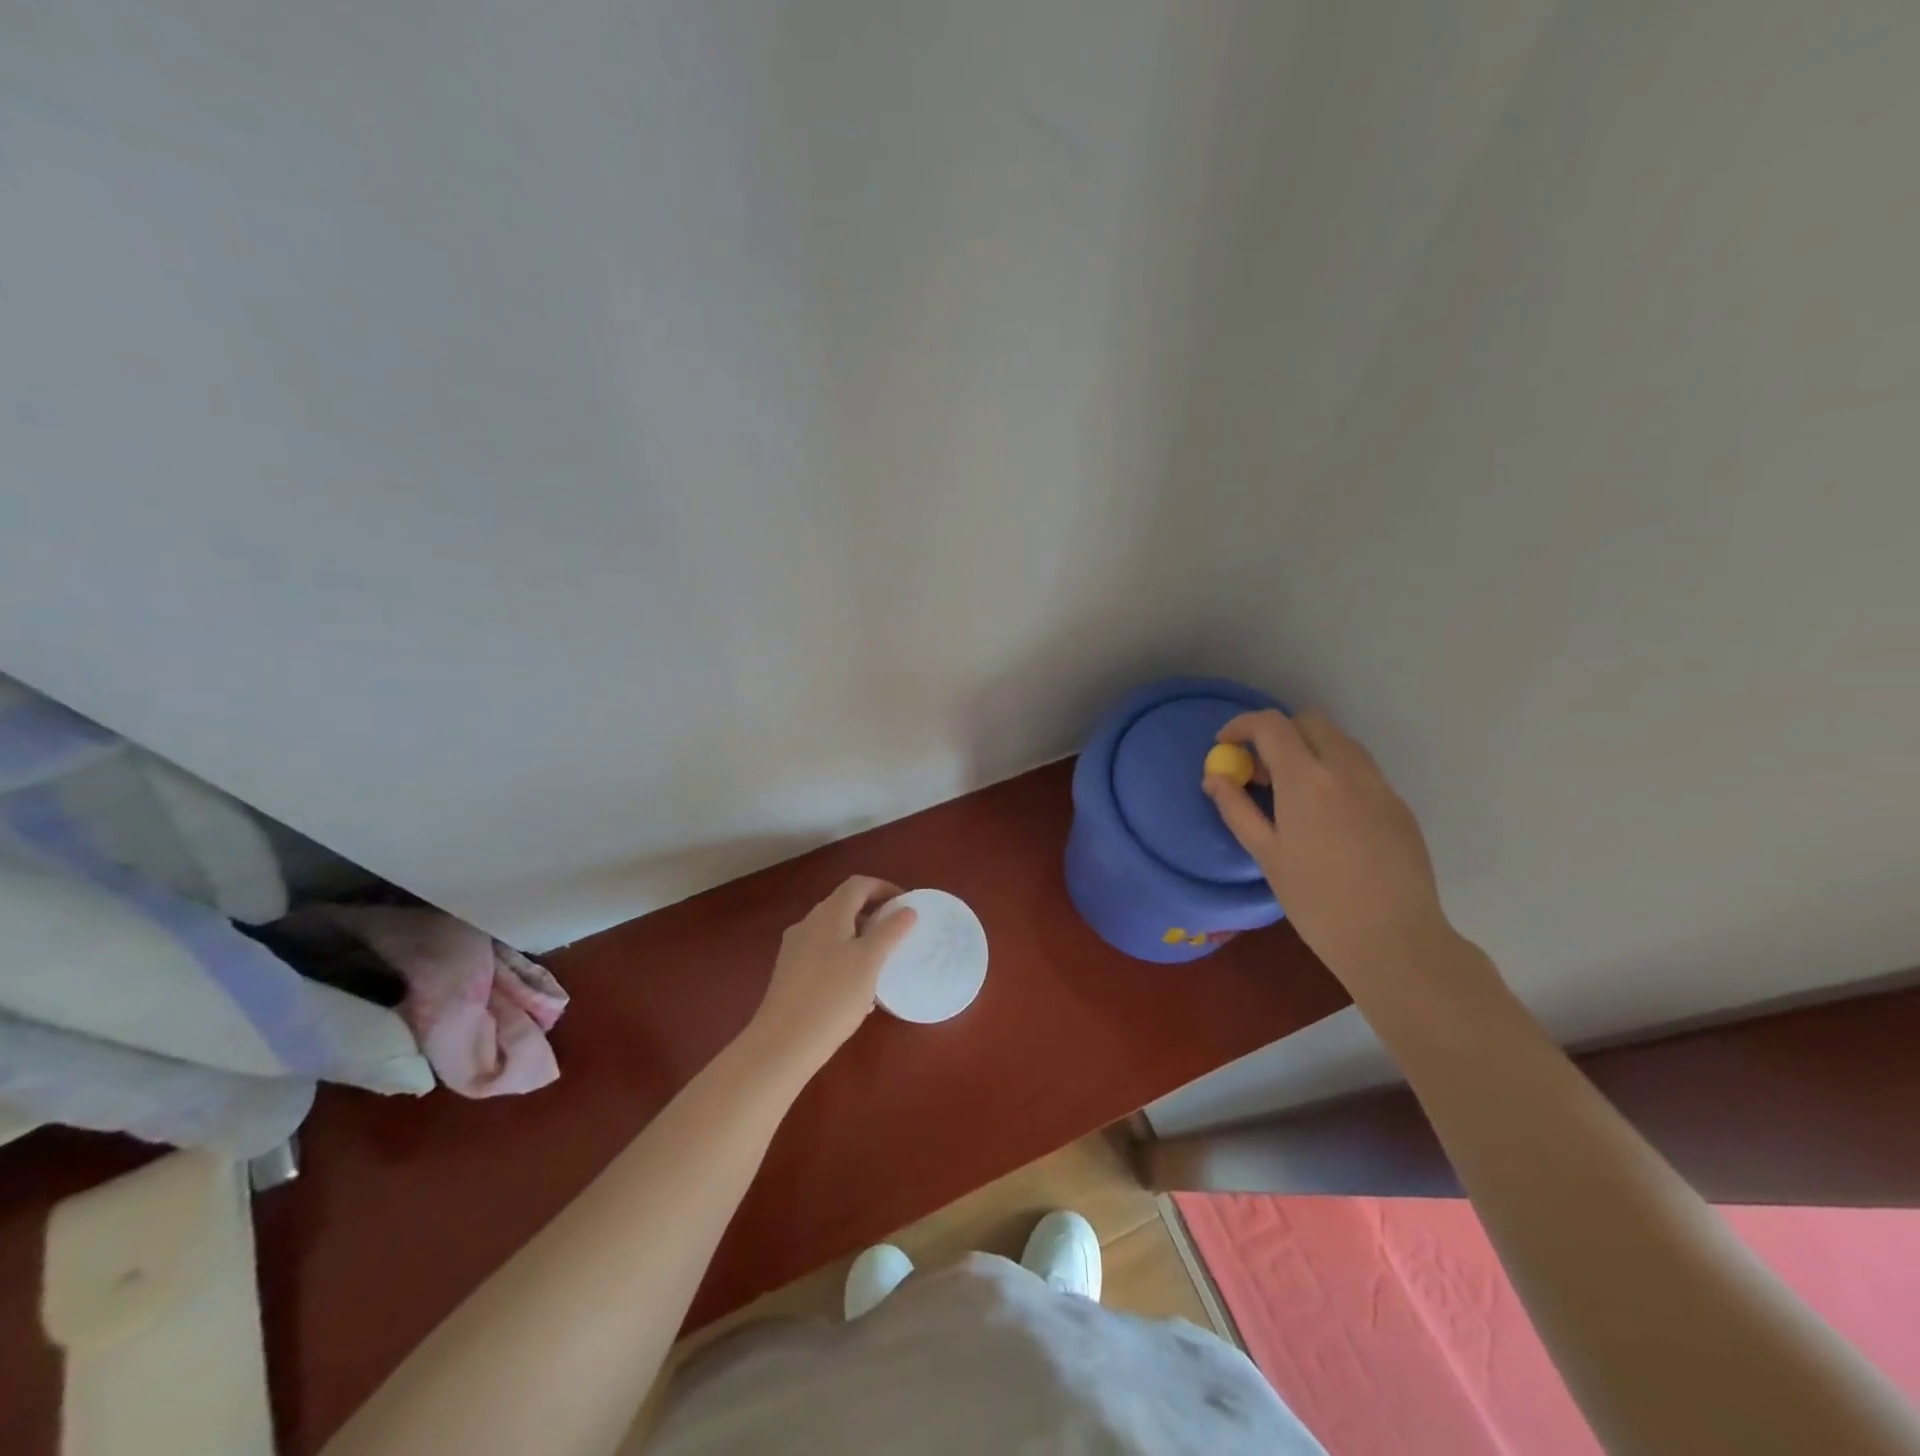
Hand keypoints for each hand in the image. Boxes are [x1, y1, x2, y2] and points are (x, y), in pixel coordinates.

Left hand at [748, 876, 916, 1075]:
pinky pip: (822, 952)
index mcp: (829, 914)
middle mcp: (808, 923)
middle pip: (844, 905)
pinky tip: (855, 987)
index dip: (884, 887)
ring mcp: (795, 948)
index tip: (905, 905)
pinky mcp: (789, 973)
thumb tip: (907, 910)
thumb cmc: (832, 996)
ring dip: (859, 936)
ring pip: (833, 930)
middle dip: (872, 912)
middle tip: (896, 932)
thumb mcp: (869, 962)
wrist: (782, 1043)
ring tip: (880, 961)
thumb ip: (890, 931)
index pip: (858, 885)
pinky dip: (843, 956)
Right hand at [1204, 709, 1452, 984]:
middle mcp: (1346, 769)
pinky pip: (1361, 770)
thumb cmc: (1316, 900)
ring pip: (1339, 742)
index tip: (1225, 745)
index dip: (1242, 726)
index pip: (1271, 724)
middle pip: (1309, 721)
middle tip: (1260, 771)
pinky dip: (1335, 773)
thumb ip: (1236, 808)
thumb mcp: (1266, 854)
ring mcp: (1378, 784)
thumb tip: (1214, 778)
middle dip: (1279, 733)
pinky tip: (1326, 817)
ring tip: (1291, 793)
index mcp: (1306, 779)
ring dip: (1309, 750)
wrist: (1393, 939)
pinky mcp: (1398, 804)